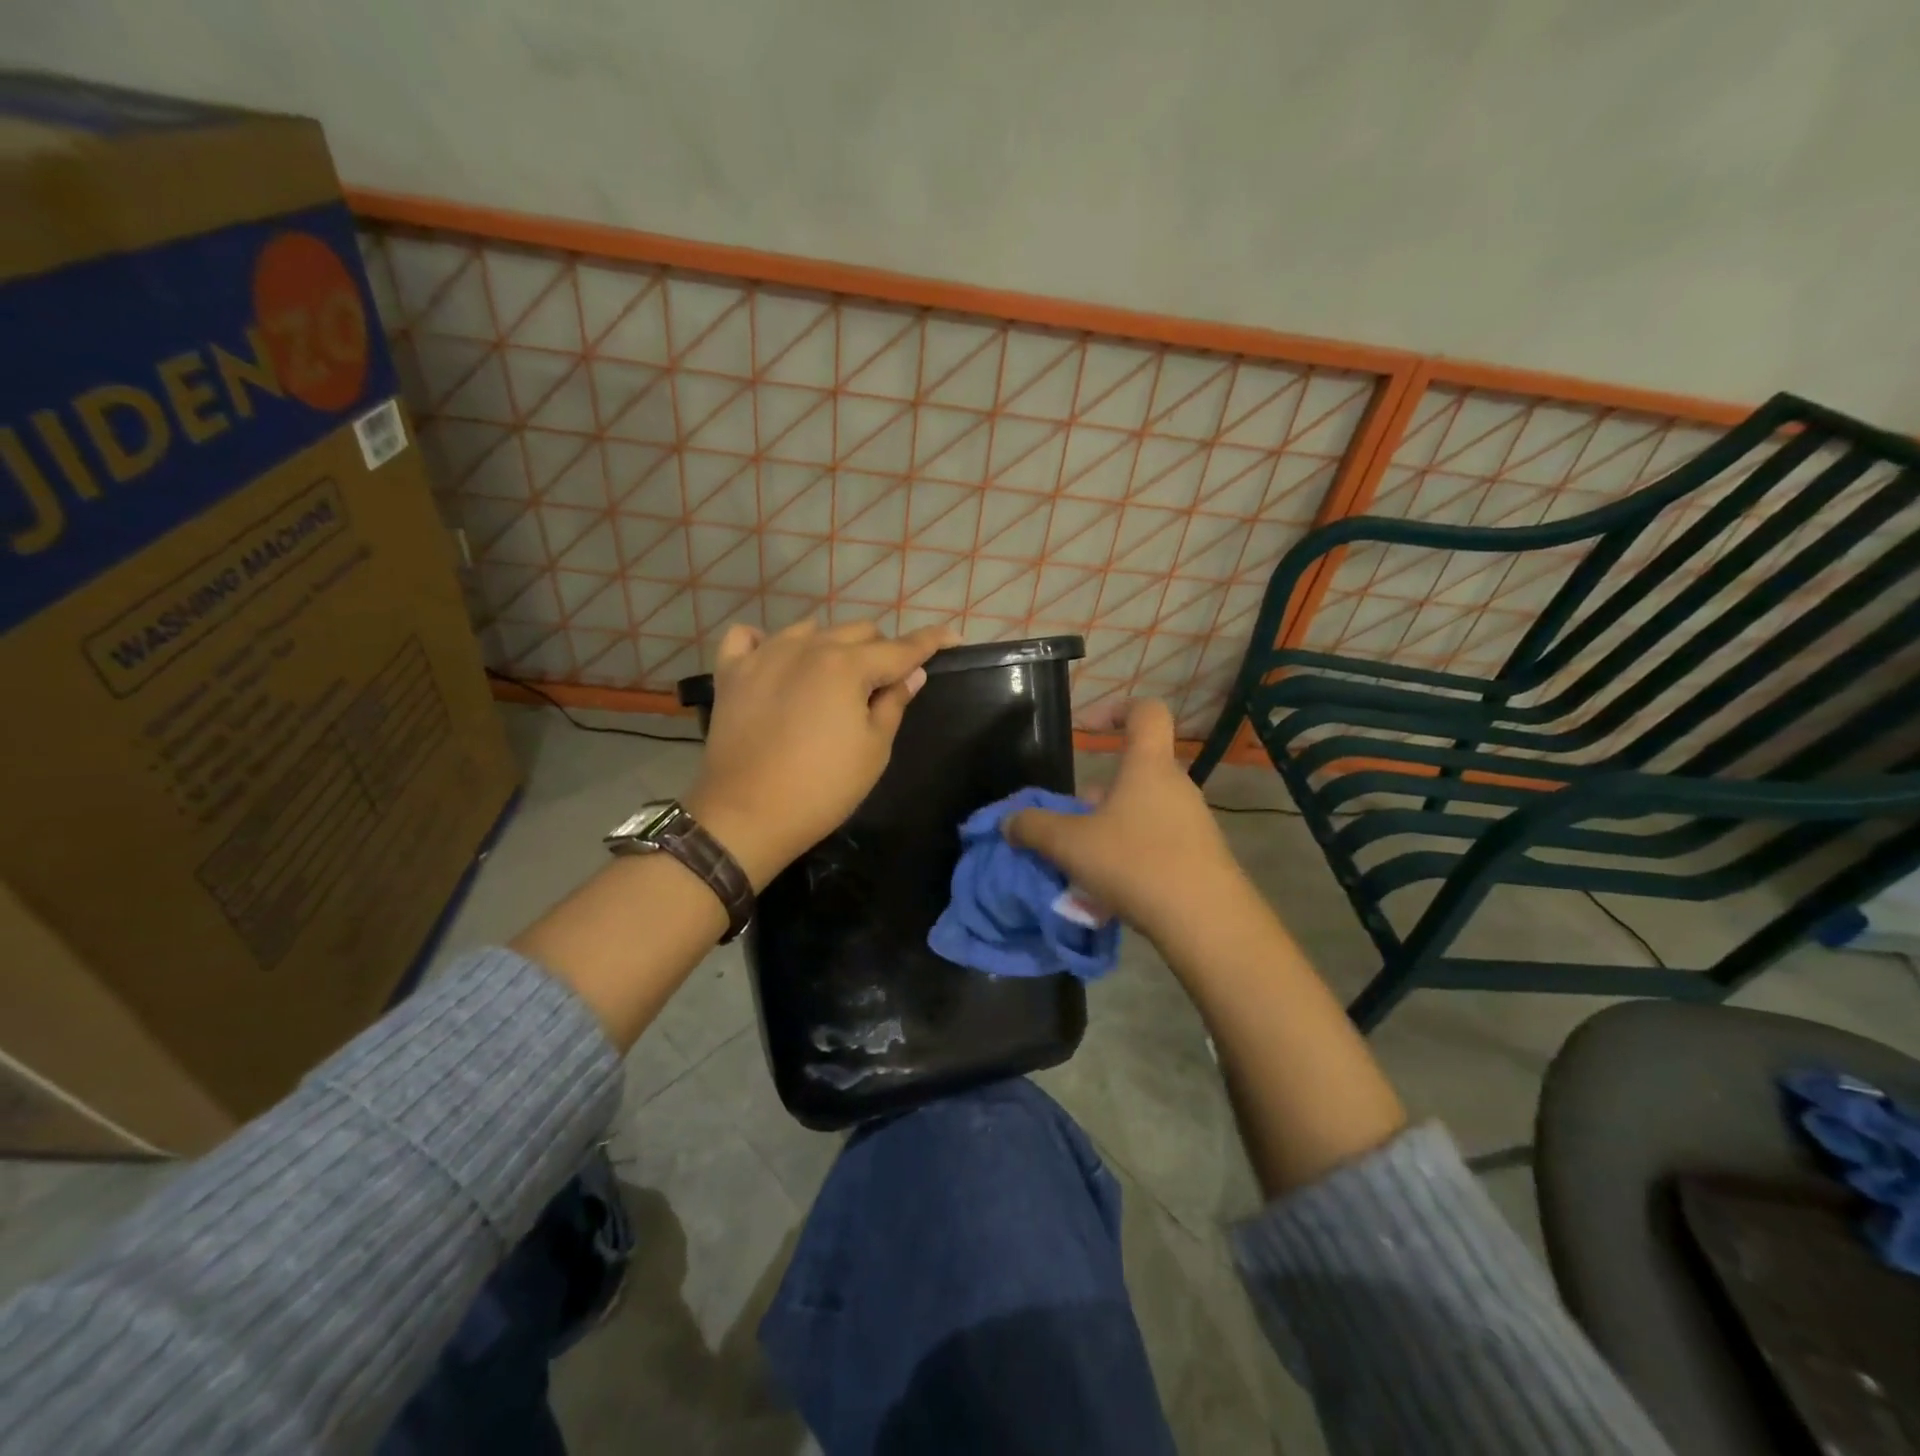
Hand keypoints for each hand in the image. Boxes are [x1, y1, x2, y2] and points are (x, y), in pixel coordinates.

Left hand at [686, 618, 956, 887]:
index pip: (900, 647)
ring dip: (832, 646)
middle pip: (858, 631)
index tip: (951, 638)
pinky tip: (776, 661)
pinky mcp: (732, 672)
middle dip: (881, 649)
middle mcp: (807, 647)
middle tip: (886, 681)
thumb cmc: (823, 788)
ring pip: (810, 630)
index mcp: (847, 666)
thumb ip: (894, 703)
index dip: (930, 642)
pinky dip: (767, 643)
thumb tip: (912, 672)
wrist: (746, 815)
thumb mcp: (874, 749)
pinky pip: (749, 638)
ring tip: (834, 677)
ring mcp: (764, 655)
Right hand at [1005, 699, 1250, 942]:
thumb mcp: (1071, 845)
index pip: (1146, 712)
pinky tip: (1113, 890)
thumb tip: (1009, 822)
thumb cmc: (1136, 863)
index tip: (1089, 728)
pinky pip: (1159, 841)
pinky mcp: (1202, 856)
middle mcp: (1176, 786)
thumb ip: (1034, 829)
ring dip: (1113, 826)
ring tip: (1085, 862)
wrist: (1207, 921)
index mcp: (1148, 766)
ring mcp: (1194, 821)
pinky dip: (1133, 854)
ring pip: (1144, 810)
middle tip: (1072, 821)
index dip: (1117, 709)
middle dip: (1099, 792)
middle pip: (1136, 771)